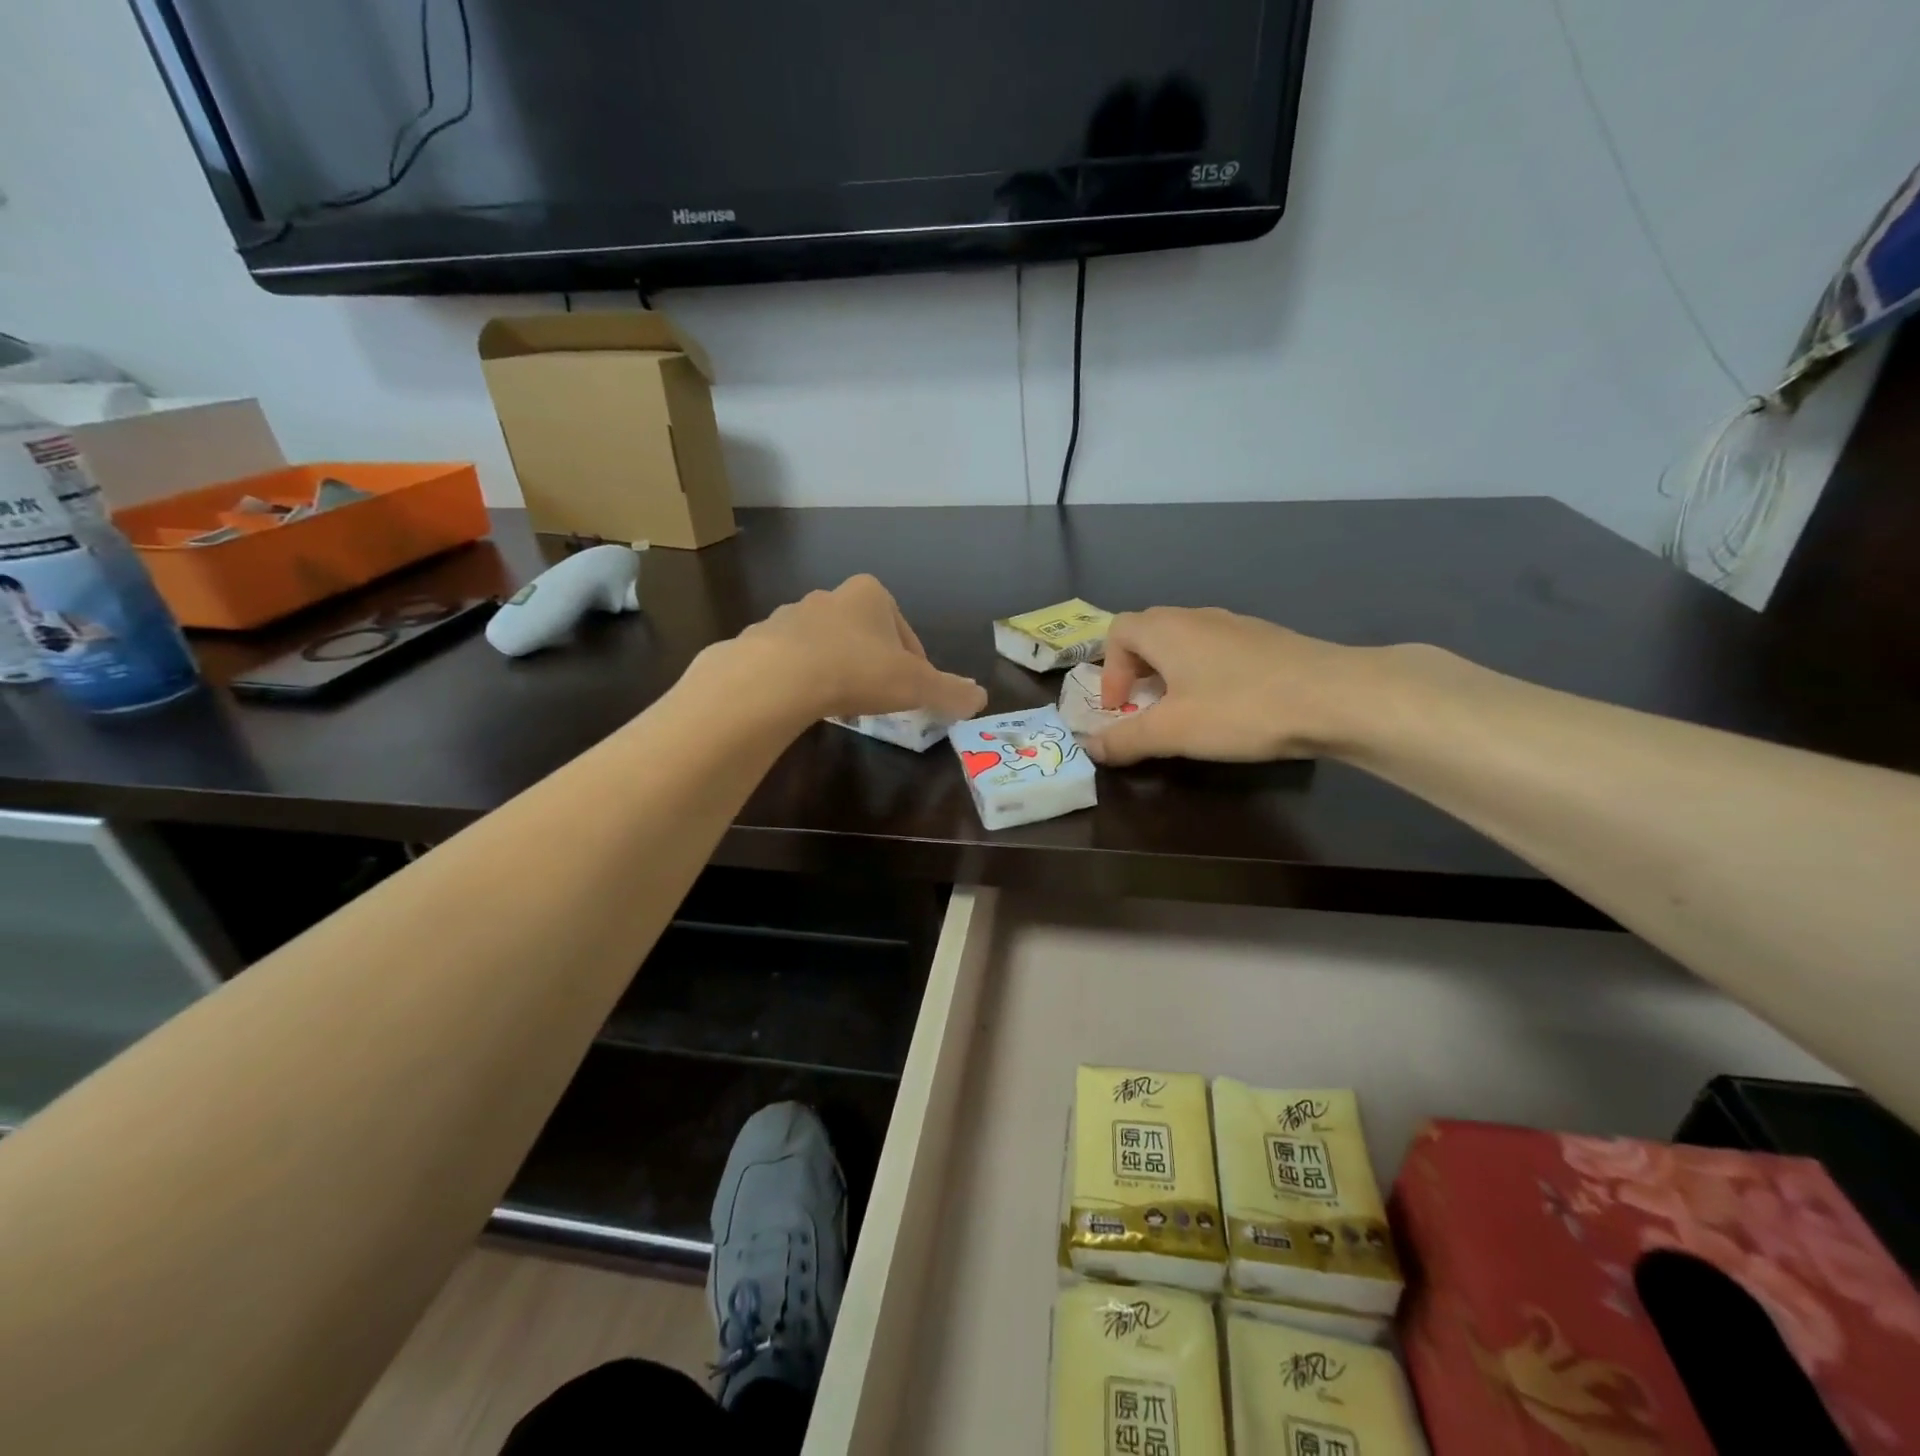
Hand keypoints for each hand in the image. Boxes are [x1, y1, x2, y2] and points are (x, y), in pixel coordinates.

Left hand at [719, 575, 986, 723]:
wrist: (779, 677)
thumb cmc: (859, 671)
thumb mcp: (916, 685)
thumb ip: (950, 691)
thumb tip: (980, 699)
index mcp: (871, 595)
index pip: (904, 631)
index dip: (914, 663)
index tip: (913, 692)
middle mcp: (830, 596)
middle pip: (864, 635)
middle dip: (873, 664)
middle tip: (879, 699)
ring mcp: (790, 616)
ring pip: (826, 646)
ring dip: (837, 670)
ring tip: (842, 705)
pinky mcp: (760, 640)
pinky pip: (791, 662)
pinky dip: (803, 680)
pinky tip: (806, 705)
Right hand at [1086, 607, 1373, 765]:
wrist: (1336, 696)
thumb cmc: (1240, 708)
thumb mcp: (1172, 732)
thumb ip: (1125, 739)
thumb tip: (1090, 746)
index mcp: (1165, 629)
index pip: (1117, 632)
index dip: (1109, 671)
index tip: (1121, 709)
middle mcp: (1196, 617)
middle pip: (1149, 634)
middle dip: (1137, 672)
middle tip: (1145, 710)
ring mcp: (1236, 625)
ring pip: (1186, 643)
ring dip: (1172, 675)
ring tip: (1185, 714)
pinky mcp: (1267, 641)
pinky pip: (1218, 652)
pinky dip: (1206, 675)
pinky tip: (1228, 708)